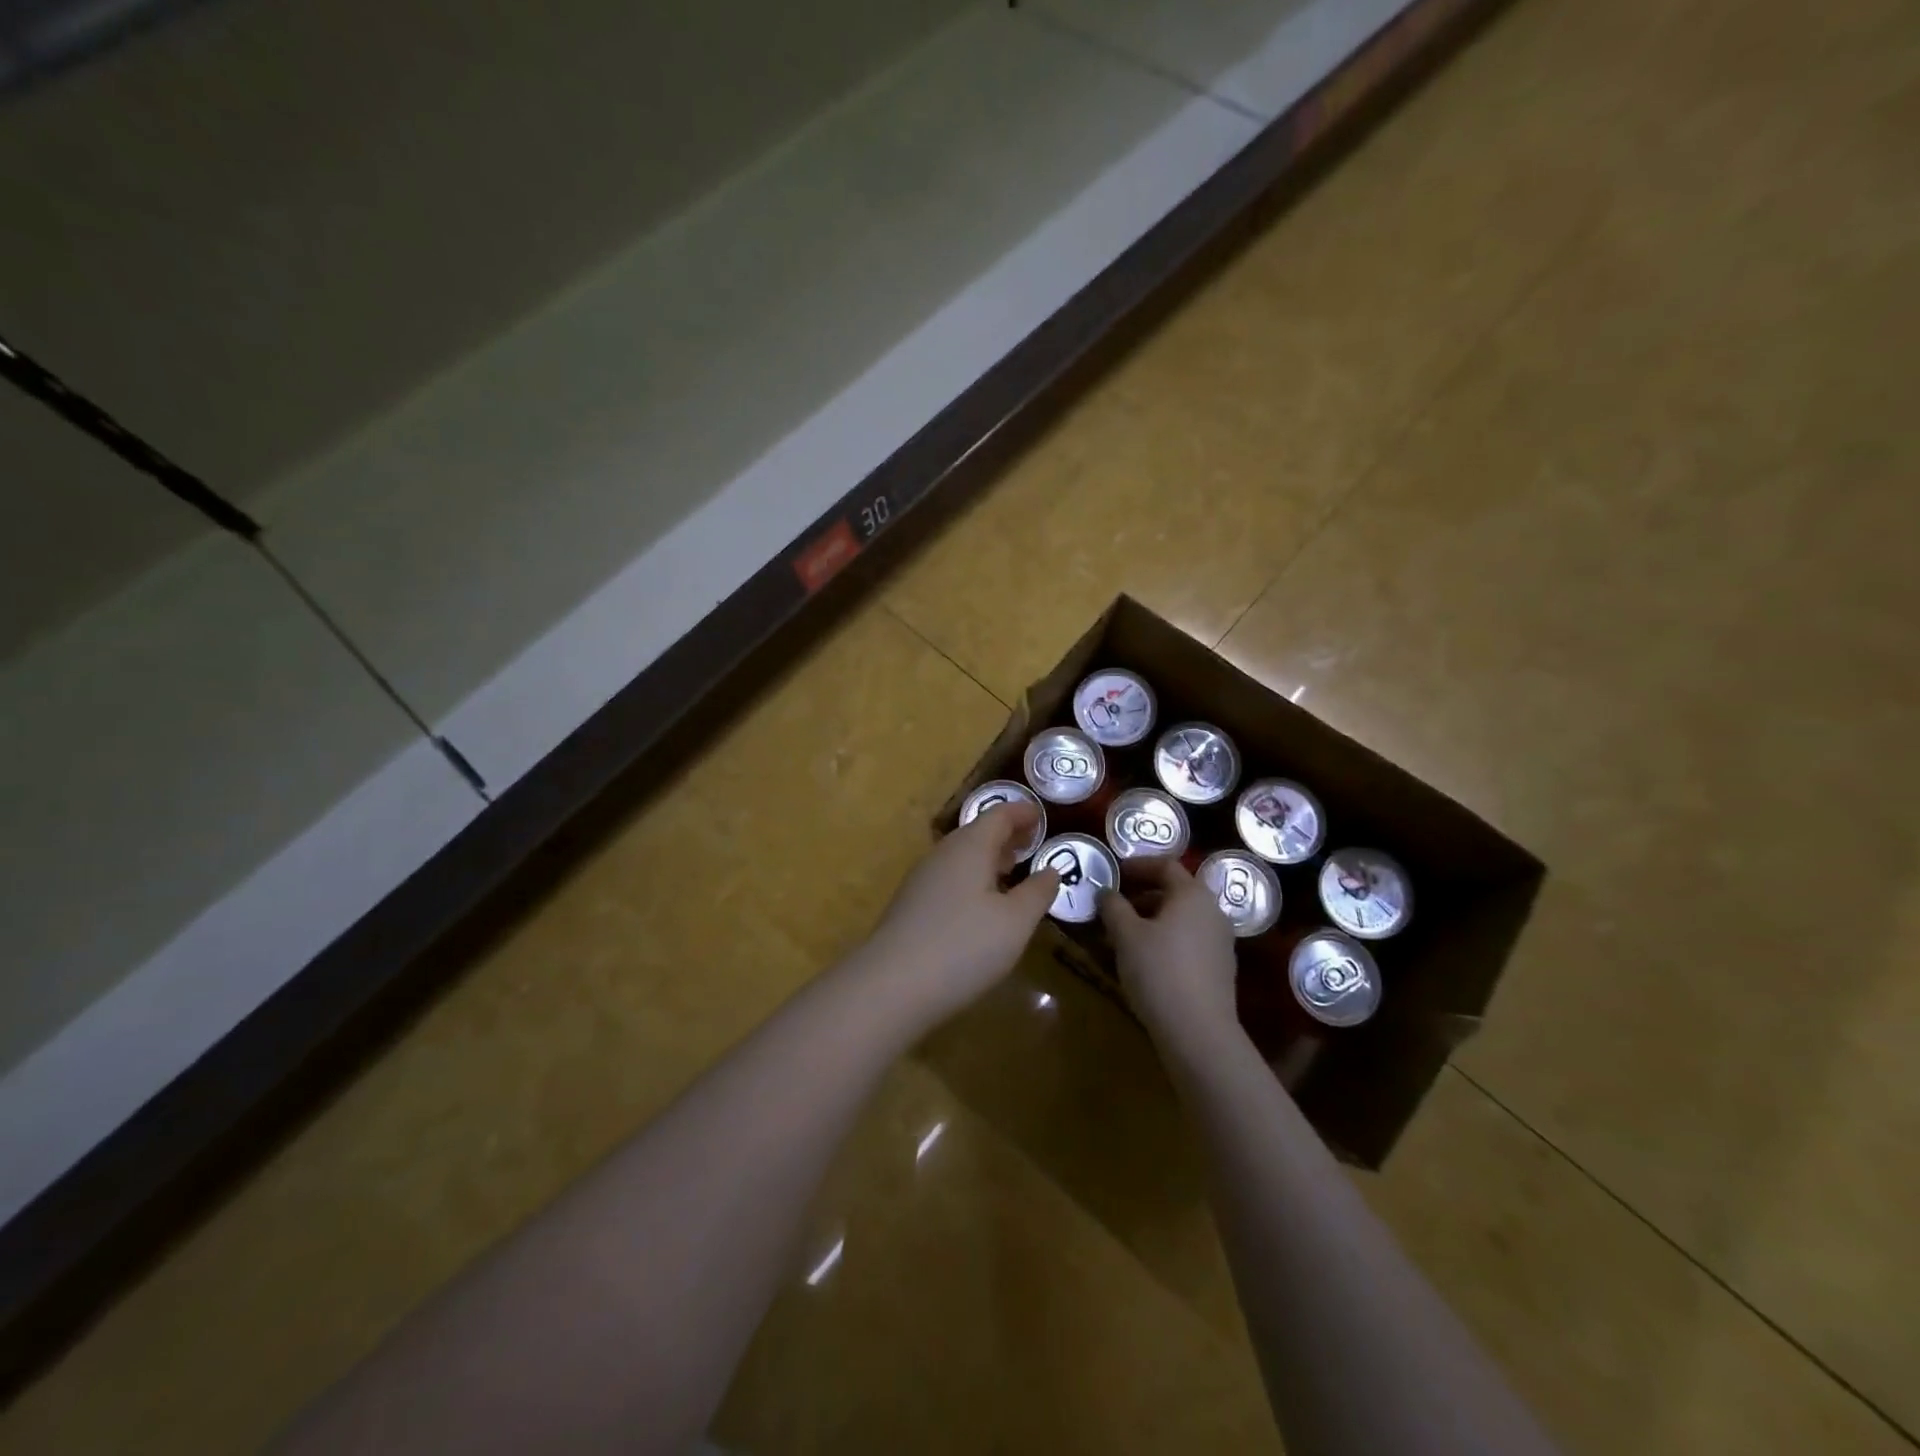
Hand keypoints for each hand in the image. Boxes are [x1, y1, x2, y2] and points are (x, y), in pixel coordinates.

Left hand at [862, 802, 1059, 1022]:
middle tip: (1032, 843)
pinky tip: (982, 905)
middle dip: (1006, 835)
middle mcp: (943, 854)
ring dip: (989, 858)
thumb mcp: (1015, 922)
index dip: (1022, 812)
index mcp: (970, 847)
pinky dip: (973, 878)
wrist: (891, 986)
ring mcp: (922, 880)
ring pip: (961, 856)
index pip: (999, 814)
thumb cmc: (964, 946)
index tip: (1042, 816)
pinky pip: (949, 878)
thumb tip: (1051, 870)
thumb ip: (1037, 893)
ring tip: (1012, 870)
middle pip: (977, 832)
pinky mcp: (911, 906)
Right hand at [1099, 857, 1239, 1047]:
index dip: (1137, 866)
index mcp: (1192, 894)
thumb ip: (1113, 906)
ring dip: (1151, 920)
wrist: (1198, 1032)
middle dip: (1141, 895)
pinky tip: (1144, 960)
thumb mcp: (1125, 934)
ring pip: (1181, 918)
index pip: (1165, 865)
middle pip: (1175, 892)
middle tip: (1114, 907)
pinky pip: (1188, 941)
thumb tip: (1106, 892)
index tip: (1114, 874)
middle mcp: (1213, 910)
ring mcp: (1220, 941)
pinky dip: (1165, 940)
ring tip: (1123, 936)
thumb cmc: (1158, 971)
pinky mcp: (1219, 968)